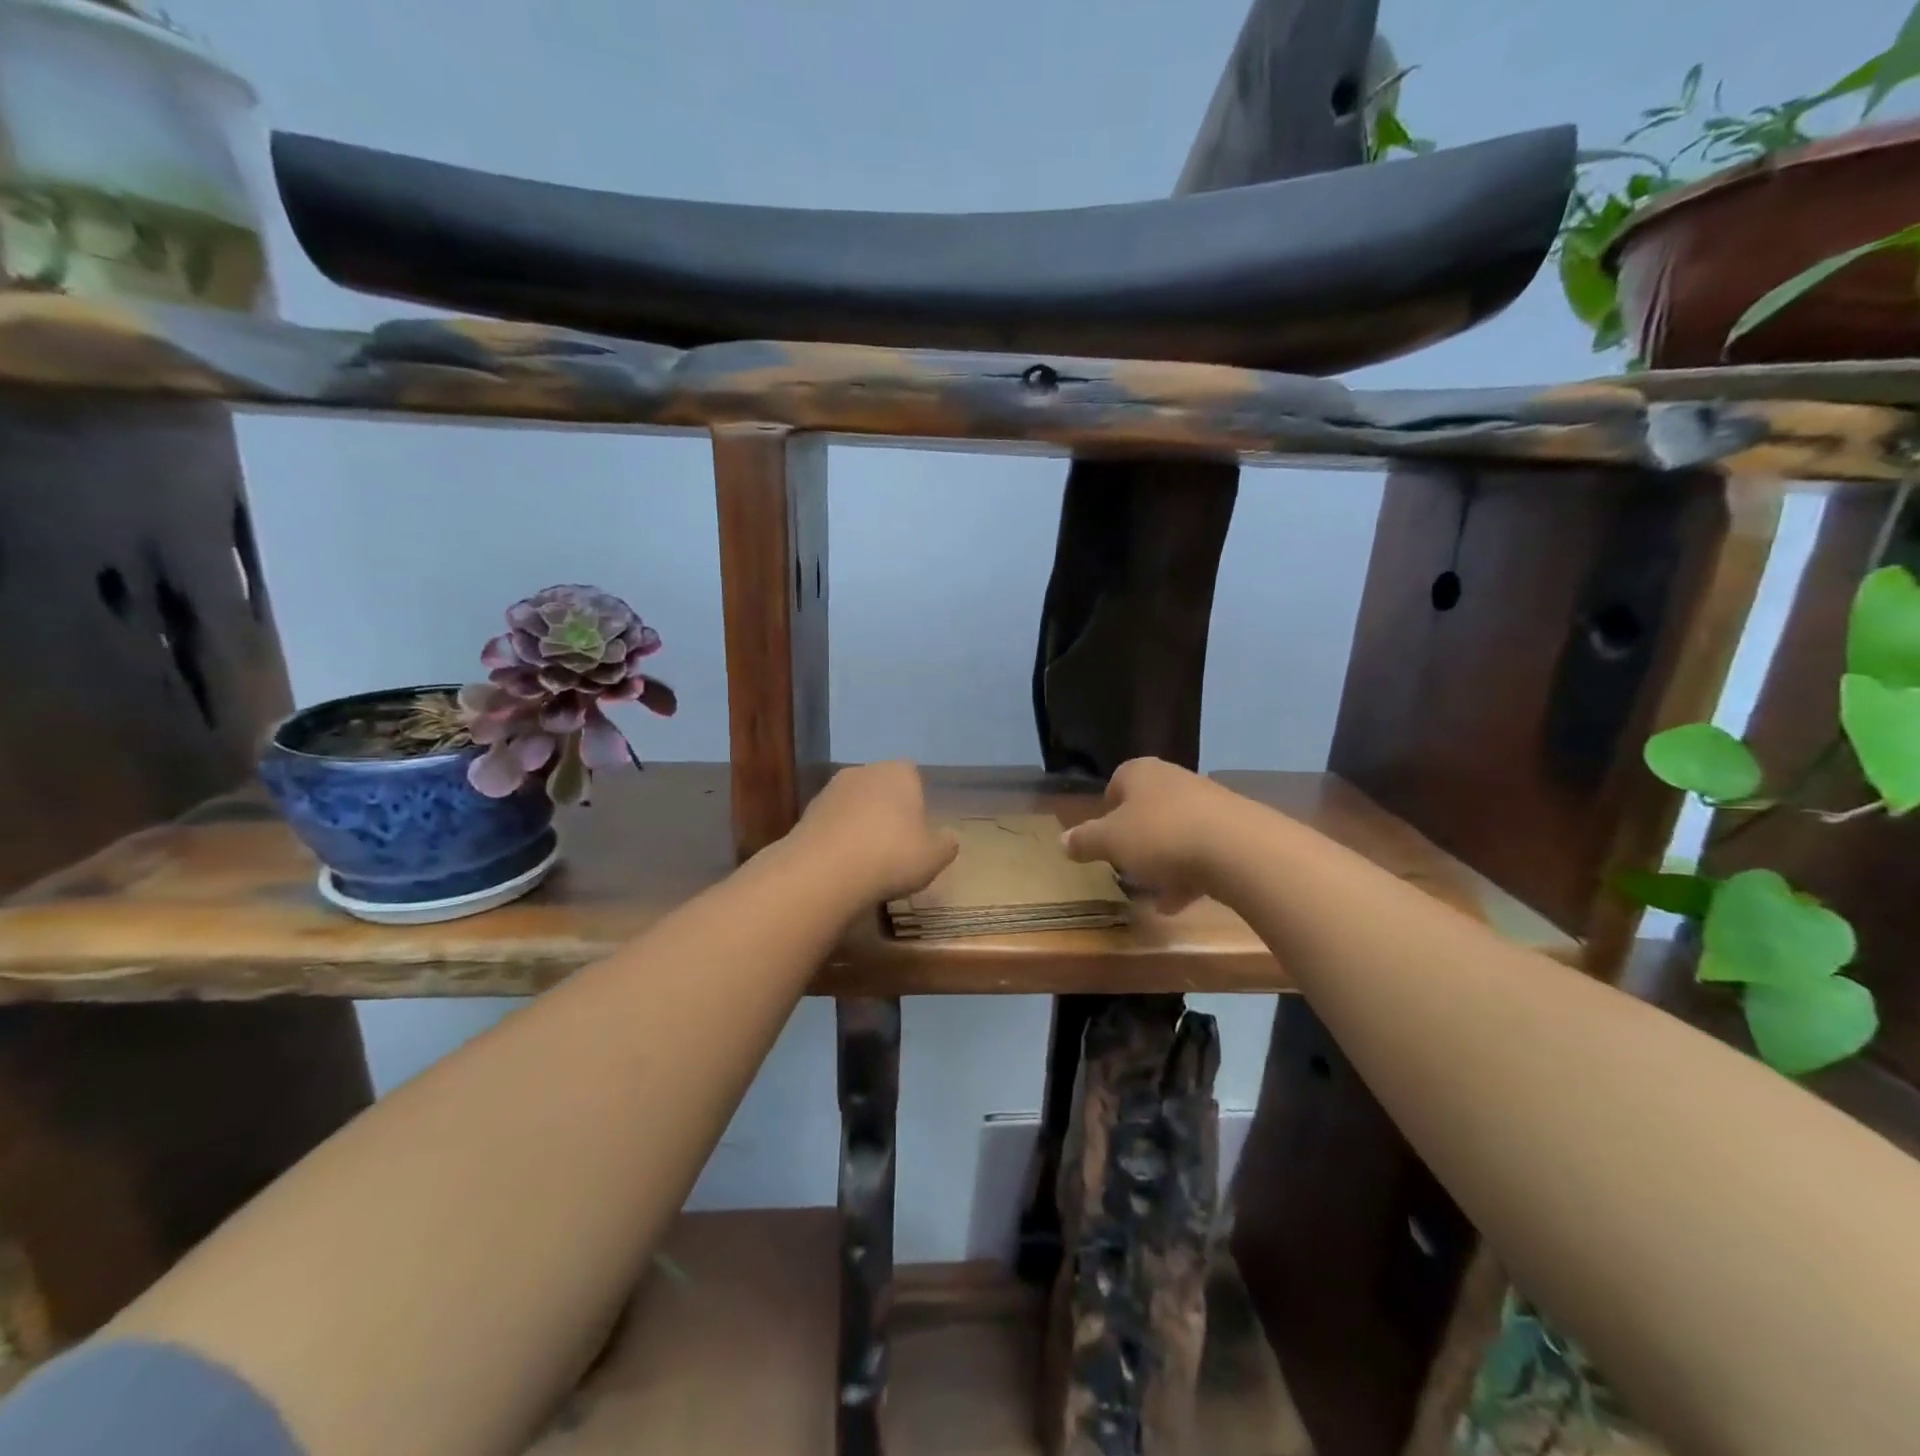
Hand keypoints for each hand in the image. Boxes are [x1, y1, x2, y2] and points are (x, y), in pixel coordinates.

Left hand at [791, 761, 958, 901]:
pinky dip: (839, 838)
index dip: (917, 801)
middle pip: (881, 787)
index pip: (913, 775)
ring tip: (868, 860)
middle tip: (896, 845)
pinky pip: (832, 824)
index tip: (919, 830)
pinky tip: (843, 865)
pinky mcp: (806, 813)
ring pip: (855, 804)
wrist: (824, 872)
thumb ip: (946, 844)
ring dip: (860, 824)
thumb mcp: (934, 857)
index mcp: (899, 772)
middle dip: (887, 810)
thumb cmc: (891, 856)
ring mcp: (830, 790)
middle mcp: (863, 771)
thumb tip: (948, 837)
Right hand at [1062, 758, 1242, 913]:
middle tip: (1126, 867)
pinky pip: (1202, 851)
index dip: (1107, 812)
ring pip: (1176, 832)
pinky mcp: (1234, 830)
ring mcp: (1208, 803)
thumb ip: (1085, 841)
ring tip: (1153, 894)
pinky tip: (1179, 903)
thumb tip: (1062, 841)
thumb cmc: (1161, 836)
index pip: (1117, 783)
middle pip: (1148, 809)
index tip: (1104, 840)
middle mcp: (1174, 779)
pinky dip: (1189, 875)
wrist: (1238, 849)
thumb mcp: (1110, 842)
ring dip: (1163, 862)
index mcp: (1140, 773)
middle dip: (1136, 840)